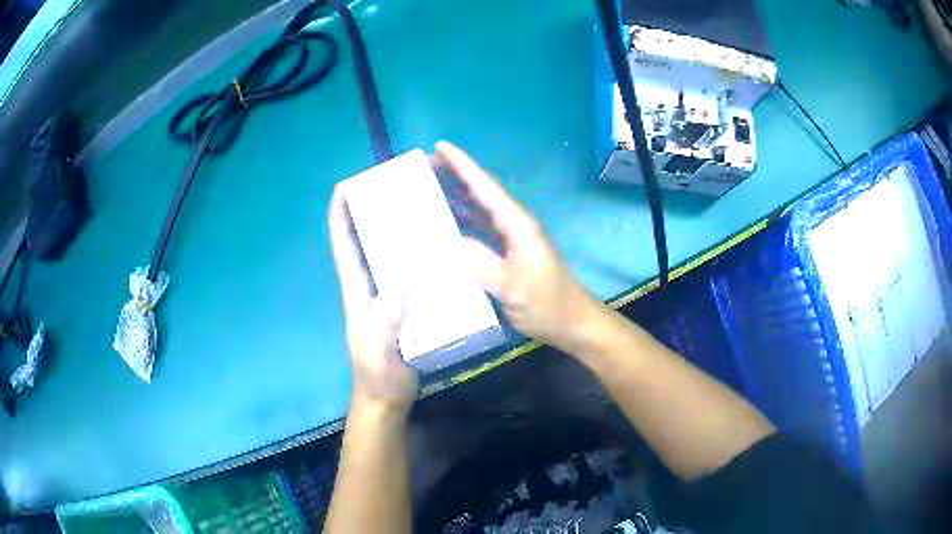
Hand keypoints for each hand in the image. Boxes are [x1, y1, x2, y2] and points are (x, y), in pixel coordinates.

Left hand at [328, 188, 417, 414]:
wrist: (387, 398)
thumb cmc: (377, 374)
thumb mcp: (378, 348)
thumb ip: (387, 318)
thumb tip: (403, 276)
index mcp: (357, 290)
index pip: (343, 245)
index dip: (340, 215)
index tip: (346, 186)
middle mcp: (369, 287)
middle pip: (364, 242)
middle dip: (370, 213)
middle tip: (393, 188)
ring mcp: (387, 297)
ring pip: (387, 256)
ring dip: (395, 232)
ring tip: (418, 209)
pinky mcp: (405, 307)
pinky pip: (409, 274)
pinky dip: (417, 257)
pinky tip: (438, 249)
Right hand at [434, 141, 603, 353]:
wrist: (571, 321)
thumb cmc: (547, 303)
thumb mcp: (514, 288)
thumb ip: (484, 265)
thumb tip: (451, 243)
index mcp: (517, 225)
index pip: (486, 187)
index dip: (463, 165)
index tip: (440, 146)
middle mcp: (514, 225)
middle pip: (481, 191)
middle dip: (455, 174)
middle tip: (425, 165)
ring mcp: (512, 239)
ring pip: (480, 209)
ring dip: (456, 195)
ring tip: (428, 186)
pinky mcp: (508, 253)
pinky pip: (481, 228)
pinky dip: (462, 221)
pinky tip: (445, 222)